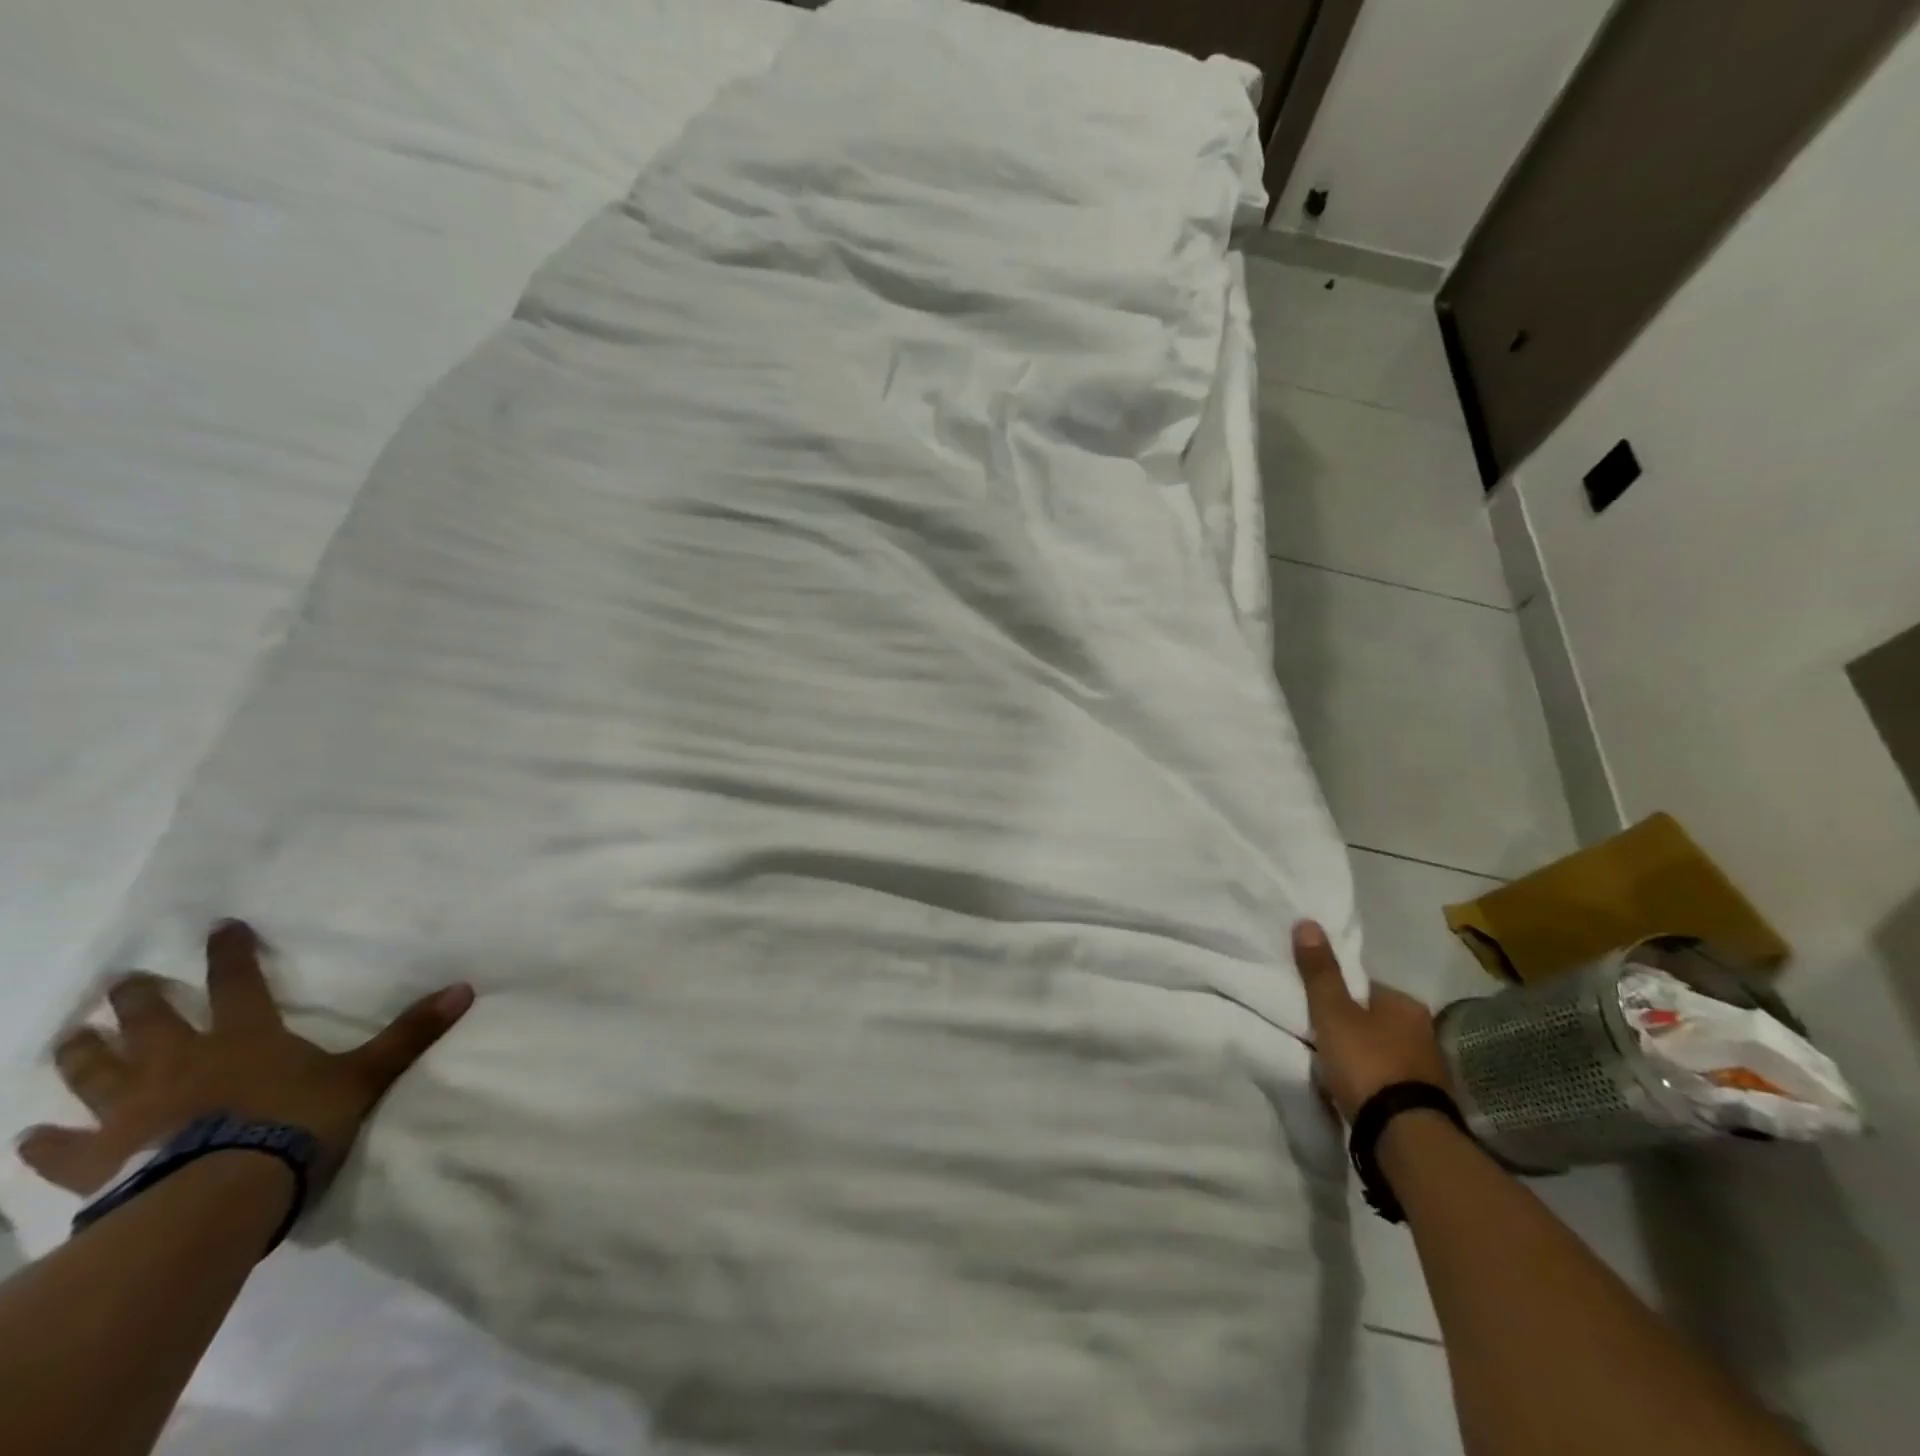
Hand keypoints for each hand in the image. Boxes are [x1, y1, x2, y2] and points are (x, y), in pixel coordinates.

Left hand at [17, 921, 472, 1196]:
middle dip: (139, 997)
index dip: (230, 952)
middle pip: (151, 1019)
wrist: (218, 1196)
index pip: (238, 981)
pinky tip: (29, 1138)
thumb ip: (409, 1035)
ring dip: (82, 1052)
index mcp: (244, 1037)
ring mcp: (130, 1110)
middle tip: (124, 981)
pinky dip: (44, 1142)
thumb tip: (465, 988)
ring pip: (95, 1071)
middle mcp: (180, 1061)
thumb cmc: (294, 1125)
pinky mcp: (94, 1160)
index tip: (219, 927)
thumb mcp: (364, 1076)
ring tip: (70, 1036)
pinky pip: (59, 1149)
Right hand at [1293, 919, 1449, 1121]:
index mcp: (1405, 1004)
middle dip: (1353, 1026)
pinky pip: (1391, 1080)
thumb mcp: (1332, 1013)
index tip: (1316, 1007)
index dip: (1338, 994)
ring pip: (1385, 1050)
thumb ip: (1320, 972)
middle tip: (1322, 1035)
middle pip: (1376, 1019)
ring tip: (1335, 1065)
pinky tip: (1355, 1090)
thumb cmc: (1367, 1063)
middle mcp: (1425, 1031)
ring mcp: (1430, 1070)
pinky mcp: (1427, 1102)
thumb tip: (1308, 922)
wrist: (1404, 1136)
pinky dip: (1374, 1081)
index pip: (1365, 987)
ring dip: (1365, 1055)